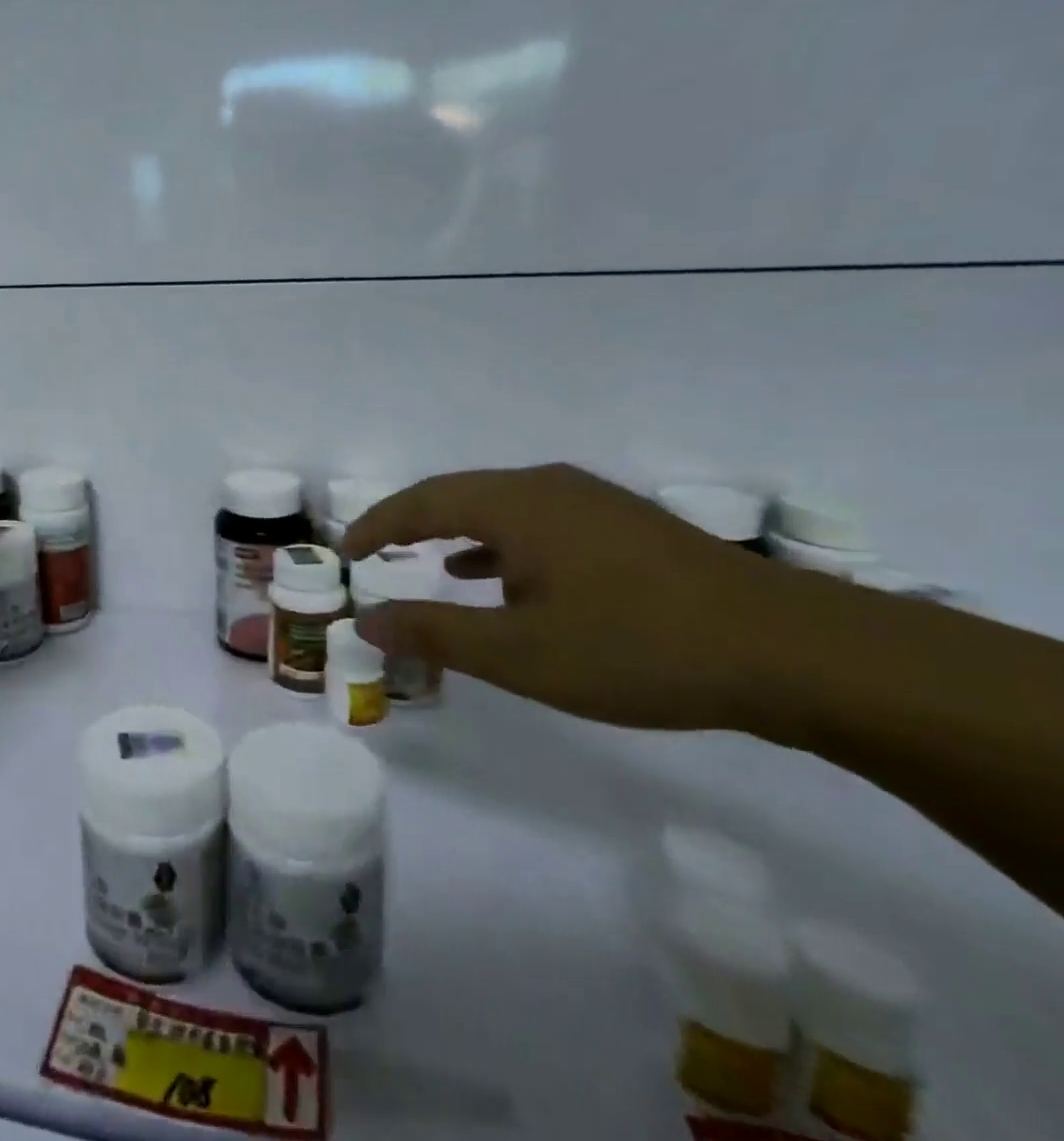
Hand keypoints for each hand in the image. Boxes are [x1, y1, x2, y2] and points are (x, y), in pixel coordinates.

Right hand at [341, 463, 792, 730]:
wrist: (795, 652)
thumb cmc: (637, 648)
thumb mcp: (520, 653)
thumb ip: (434, 634)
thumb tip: (365, 621)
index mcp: (515, 504)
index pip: (422, 501)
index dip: (377, 524)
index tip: (345, 551)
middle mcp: (548, 487)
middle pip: (458, 493)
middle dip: (411, 522)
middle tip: (375, 551)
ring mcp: (593, 503)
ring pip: (502, 507)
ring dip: (457, 531)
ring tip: (428, 560)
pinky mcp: (626, 527)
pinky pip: (540, 523)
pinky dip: (503, 544)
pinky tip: (506, 576)